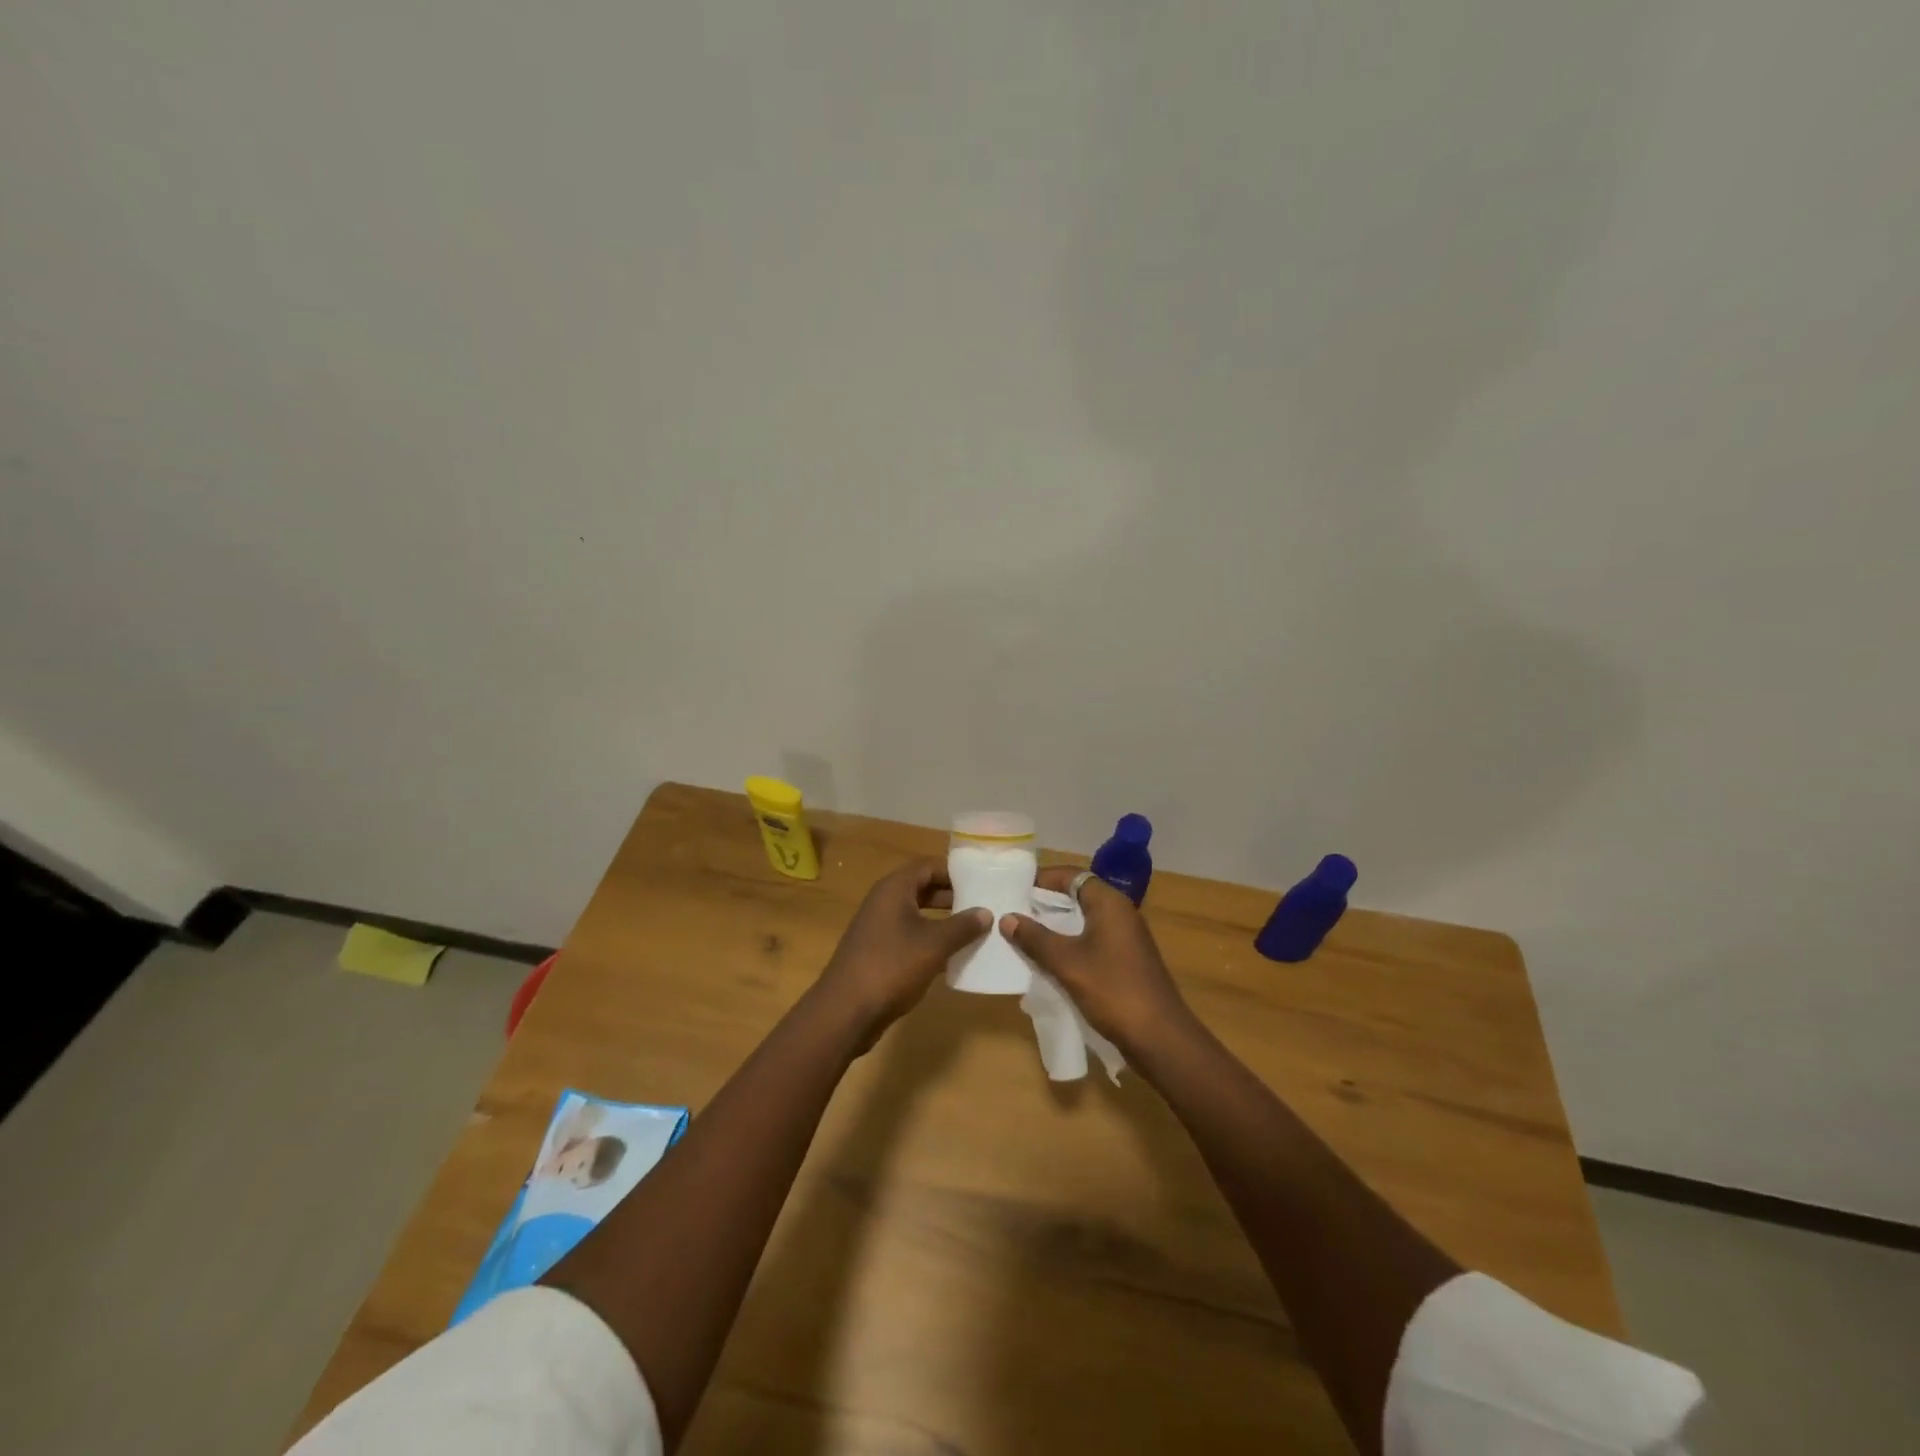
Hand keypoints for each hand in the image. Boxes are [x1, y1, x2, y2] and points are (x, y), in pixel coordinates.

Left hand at [814, 859, 990, 1044]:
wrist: (845, 1011)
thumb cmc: (891, 966)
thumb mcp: (934, 945)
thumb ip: (962, 926)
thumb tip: (985, 912)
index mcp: (894, 889)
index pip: (928, 866)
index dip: (955, 871)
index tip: (982, 880)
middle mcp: (884, 902)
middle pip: (922, 888)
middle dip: (952, 896)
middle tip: (983, 905)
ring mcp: (878, 928)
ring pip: (917, 914)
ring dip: (943, 920)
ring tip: (974, 930)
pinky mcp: (878, 952)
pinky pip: (910, 936)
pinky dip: (930, 941)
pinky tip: (952, 956)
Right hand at [1001, 866, 1195, 1059]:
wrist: (1160, 1038)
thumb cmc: (1113, 991)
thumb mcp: (1067, 963)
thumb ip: (1035, 938)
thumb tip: (1007, 918)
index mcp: (1109, 903)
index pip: (1072, 875)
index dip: (1043, 878)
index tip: (1015, 886)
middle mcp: (1121, 913)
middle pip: (1078, 895)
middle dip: (1047, 902)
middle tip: (1014, 910)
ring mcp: (1126, 938)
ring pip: (1085, 920)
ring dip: (1057, 925)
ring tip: (1025, 934)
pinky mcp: (1127, 960)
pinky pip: (1092, 940)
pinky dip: (1070, 943)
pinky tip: (1050, 960)